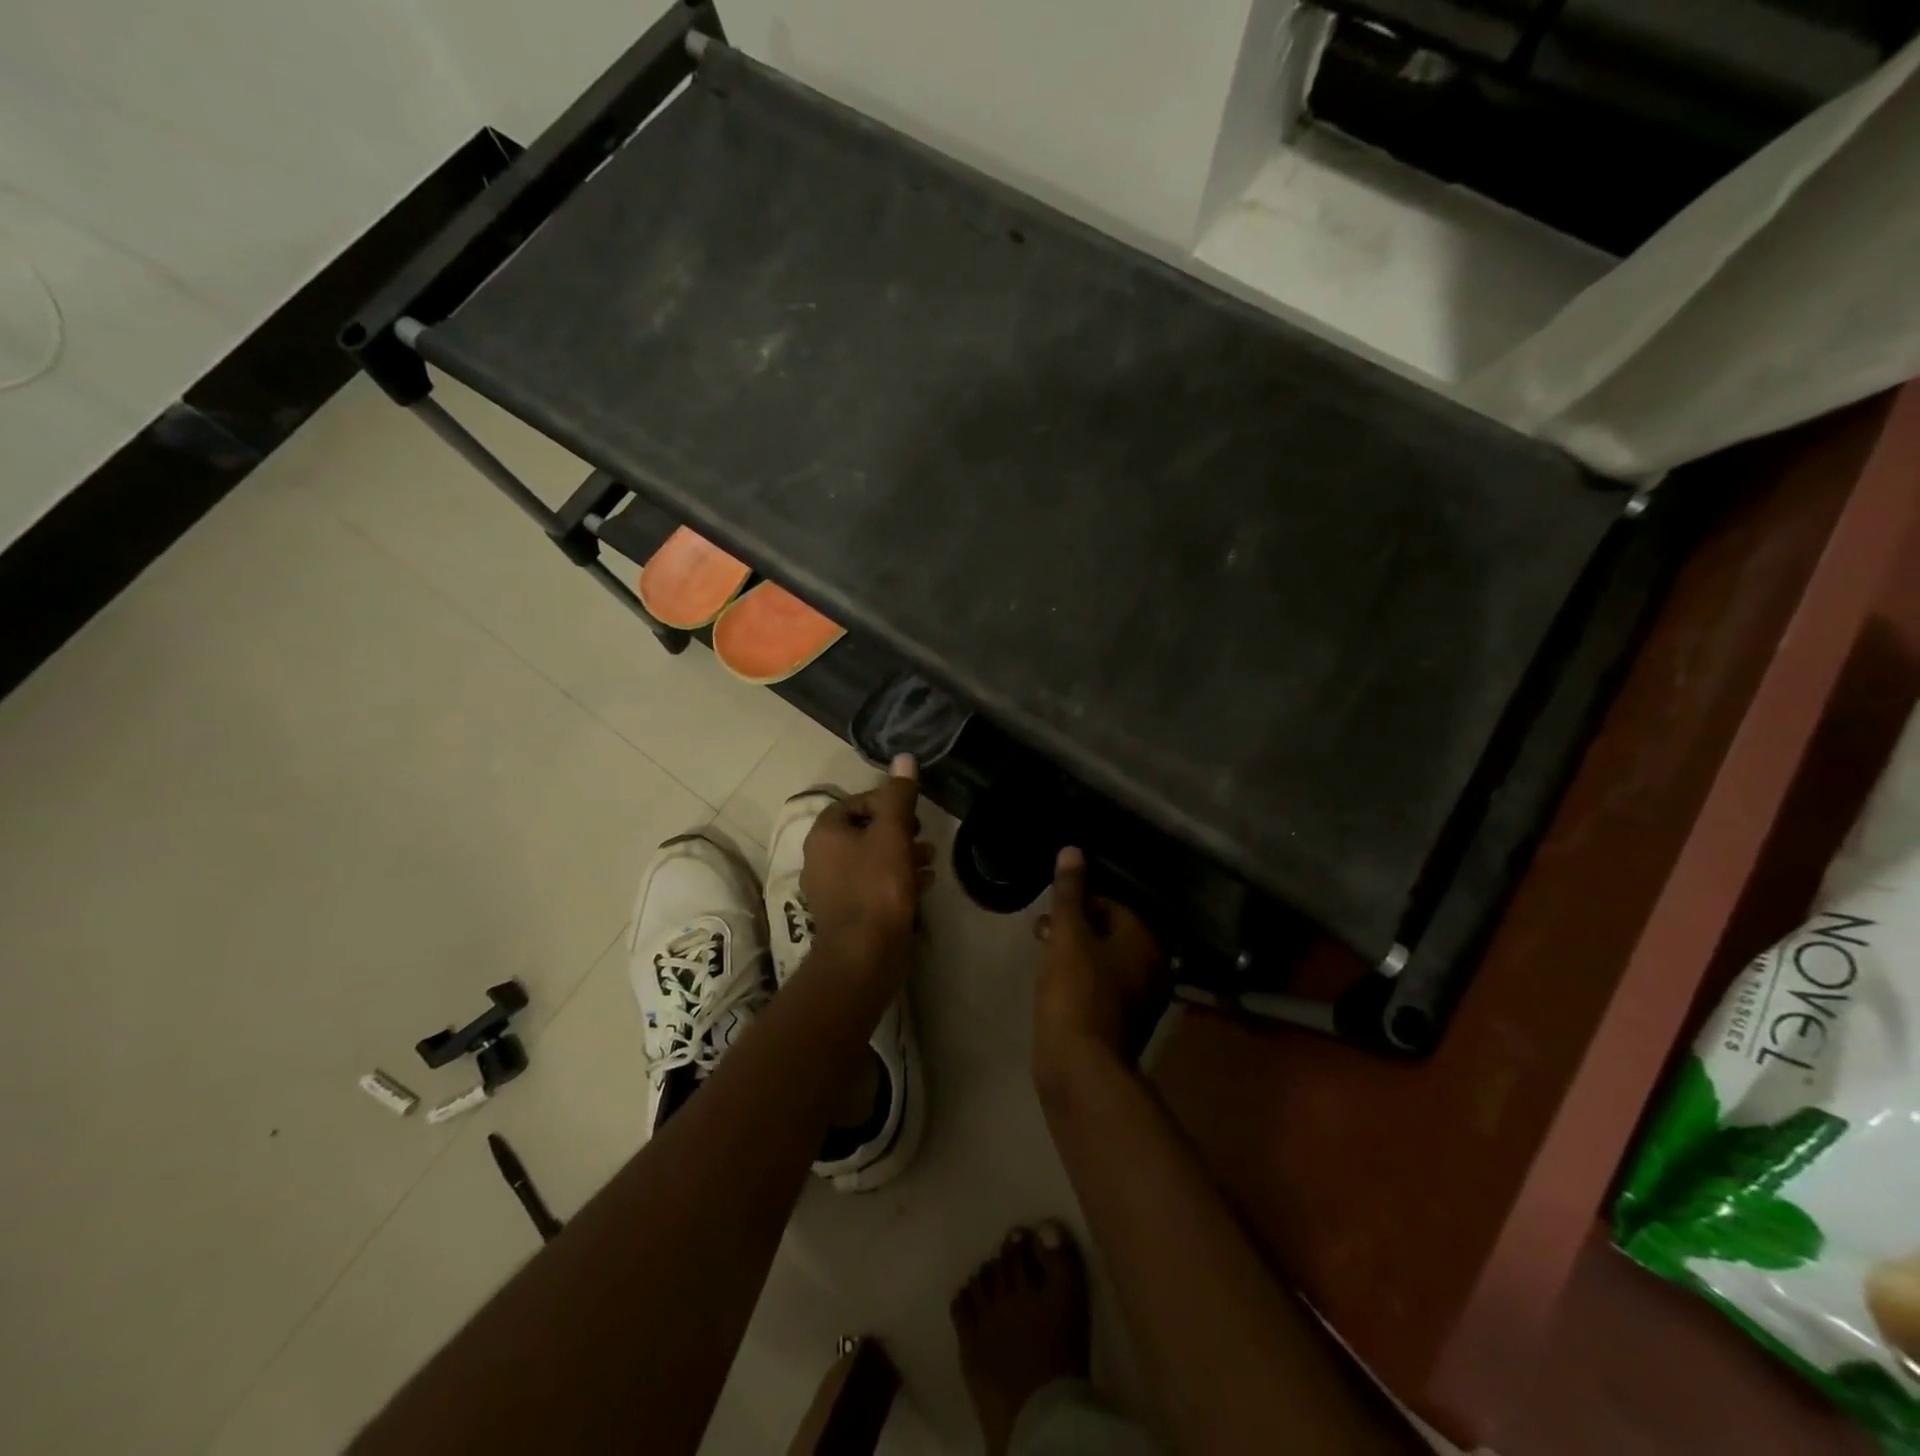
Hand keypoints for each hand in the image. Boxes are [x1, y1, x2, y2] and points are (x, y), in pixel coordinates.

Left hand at [801, 754, 933, 961]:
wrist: (864, 954)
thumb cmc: (877, 885)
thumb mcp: (893, 832)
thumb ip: (899, 795)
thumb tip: (904, 757)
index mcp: (825, 833)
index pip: (855, 802)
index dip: (886, 802)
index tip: (912, 813)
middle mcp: (820, 858)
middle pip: (864, 831)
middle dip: (898, 831)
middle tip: (923, 836)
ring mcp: (831, 889)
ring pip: (870, 860)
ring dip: (901, 856)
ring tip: (930, 861)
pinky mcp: (846, 913)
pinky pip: (872, 886)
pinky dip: (895, 880)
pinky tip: (922, 885)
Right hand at [1031, 847, 1166, 1083]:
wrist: (1079, 1067)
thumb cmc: (1075, 991)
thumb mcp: (1068, 934)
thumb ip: (1070, 893)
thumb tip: (1072, 850)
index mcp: (1145, 941)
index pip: (1112, 904)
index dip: (1078, 902)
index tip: (1050, 911)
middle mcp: (1151, 967)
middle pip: (1109, 932)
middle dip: (1075, 926)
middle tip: (1042, 931)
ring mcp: (1139, 999)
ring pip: (1103, 959)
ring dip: (1075, 951)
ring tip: (1043, 954)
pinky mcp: (1121, 1023)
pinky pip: (1100, 985)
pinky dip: (1080, 977)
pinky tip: (1055, 983)